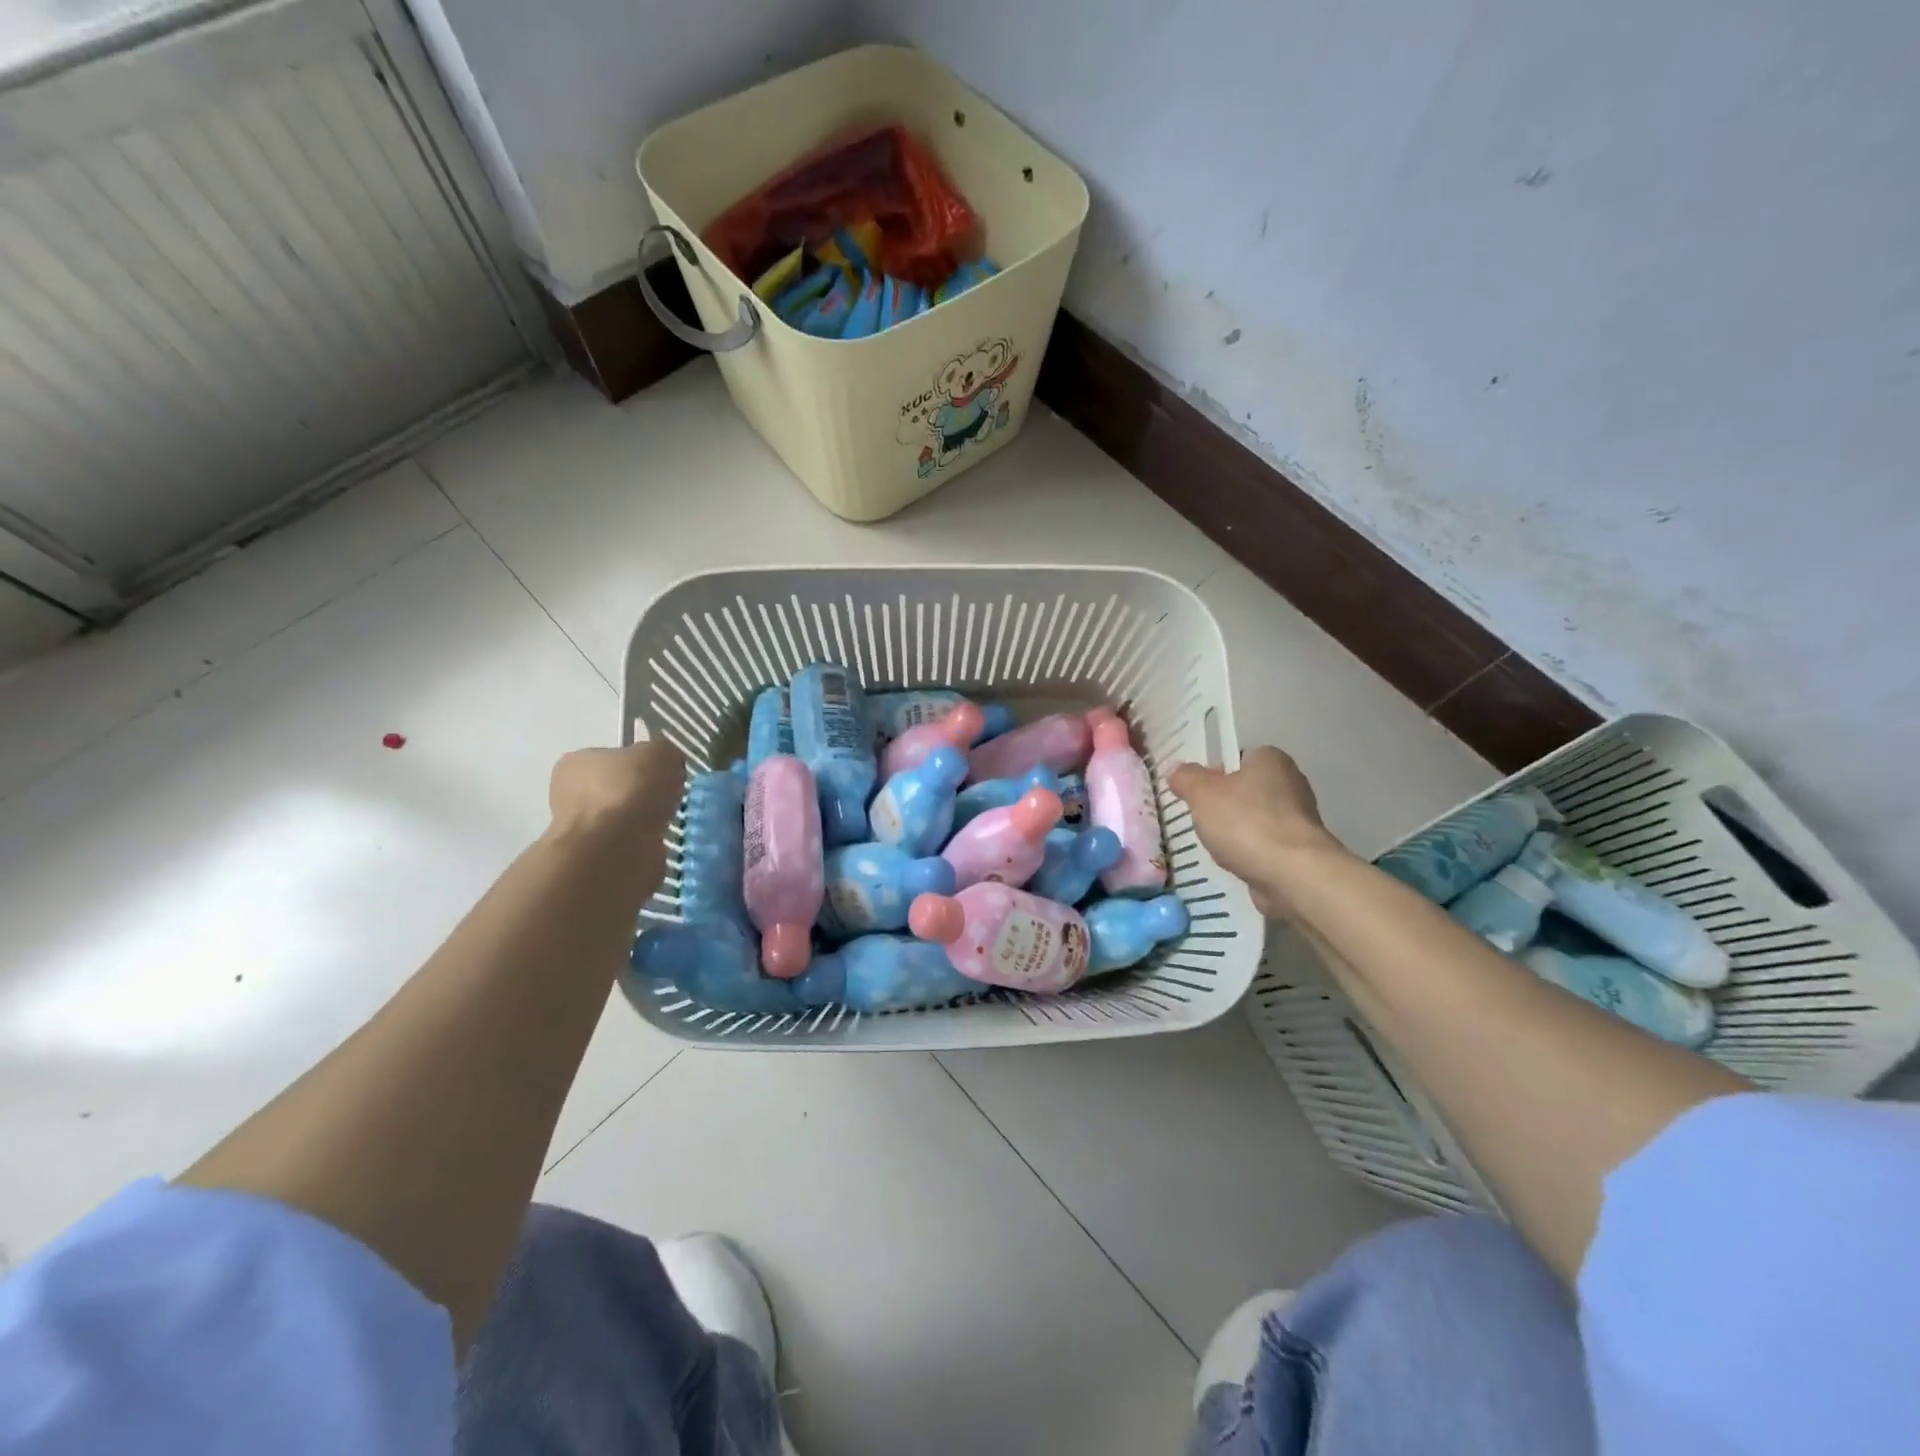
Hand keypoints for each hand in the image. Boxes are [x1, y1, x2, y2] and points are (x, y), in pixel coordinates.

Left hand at [546, 741, 685, 889]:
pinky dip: (644, 846)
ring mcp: (580, 831)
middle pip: (616, 790)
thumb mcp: (660, 753)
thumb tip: (667, 765)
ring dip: (643, 823)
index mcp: (575, 763)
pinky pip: (628, 847)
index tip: (662, 773)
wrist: (614, 850)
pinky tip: (657, 843)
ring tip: (666, 823)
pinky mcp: (595, 861)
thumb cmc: (630, 792)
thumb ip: (664, 753)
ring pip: (622, 821)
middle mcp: (568, 795)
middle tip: (668, 798)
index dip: (640, 763)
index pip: (611, 757)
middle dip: (641, 796)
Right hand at [1169, 747, 1343, 916]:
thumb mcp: (1202, 793)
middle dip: (1222, 806)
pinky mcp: (1300, 850)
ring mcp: (1299, 818)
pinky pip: (1264, 846)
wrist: (1292, 874)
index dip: (1212, 774)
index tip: (1196, 794)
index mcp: (1270, 759)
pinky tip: (1236, 864)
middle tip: (1201, 821)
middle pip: (1244, 790)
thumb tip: (1178, 773)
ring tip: (1216, 847)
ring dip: (1235, 833)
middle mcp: (1291, 783)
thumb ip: (1186, 778)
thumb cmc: (1245, 823)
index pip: (1236, 759)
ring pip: (1254, 820)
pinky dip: (1250, 853)